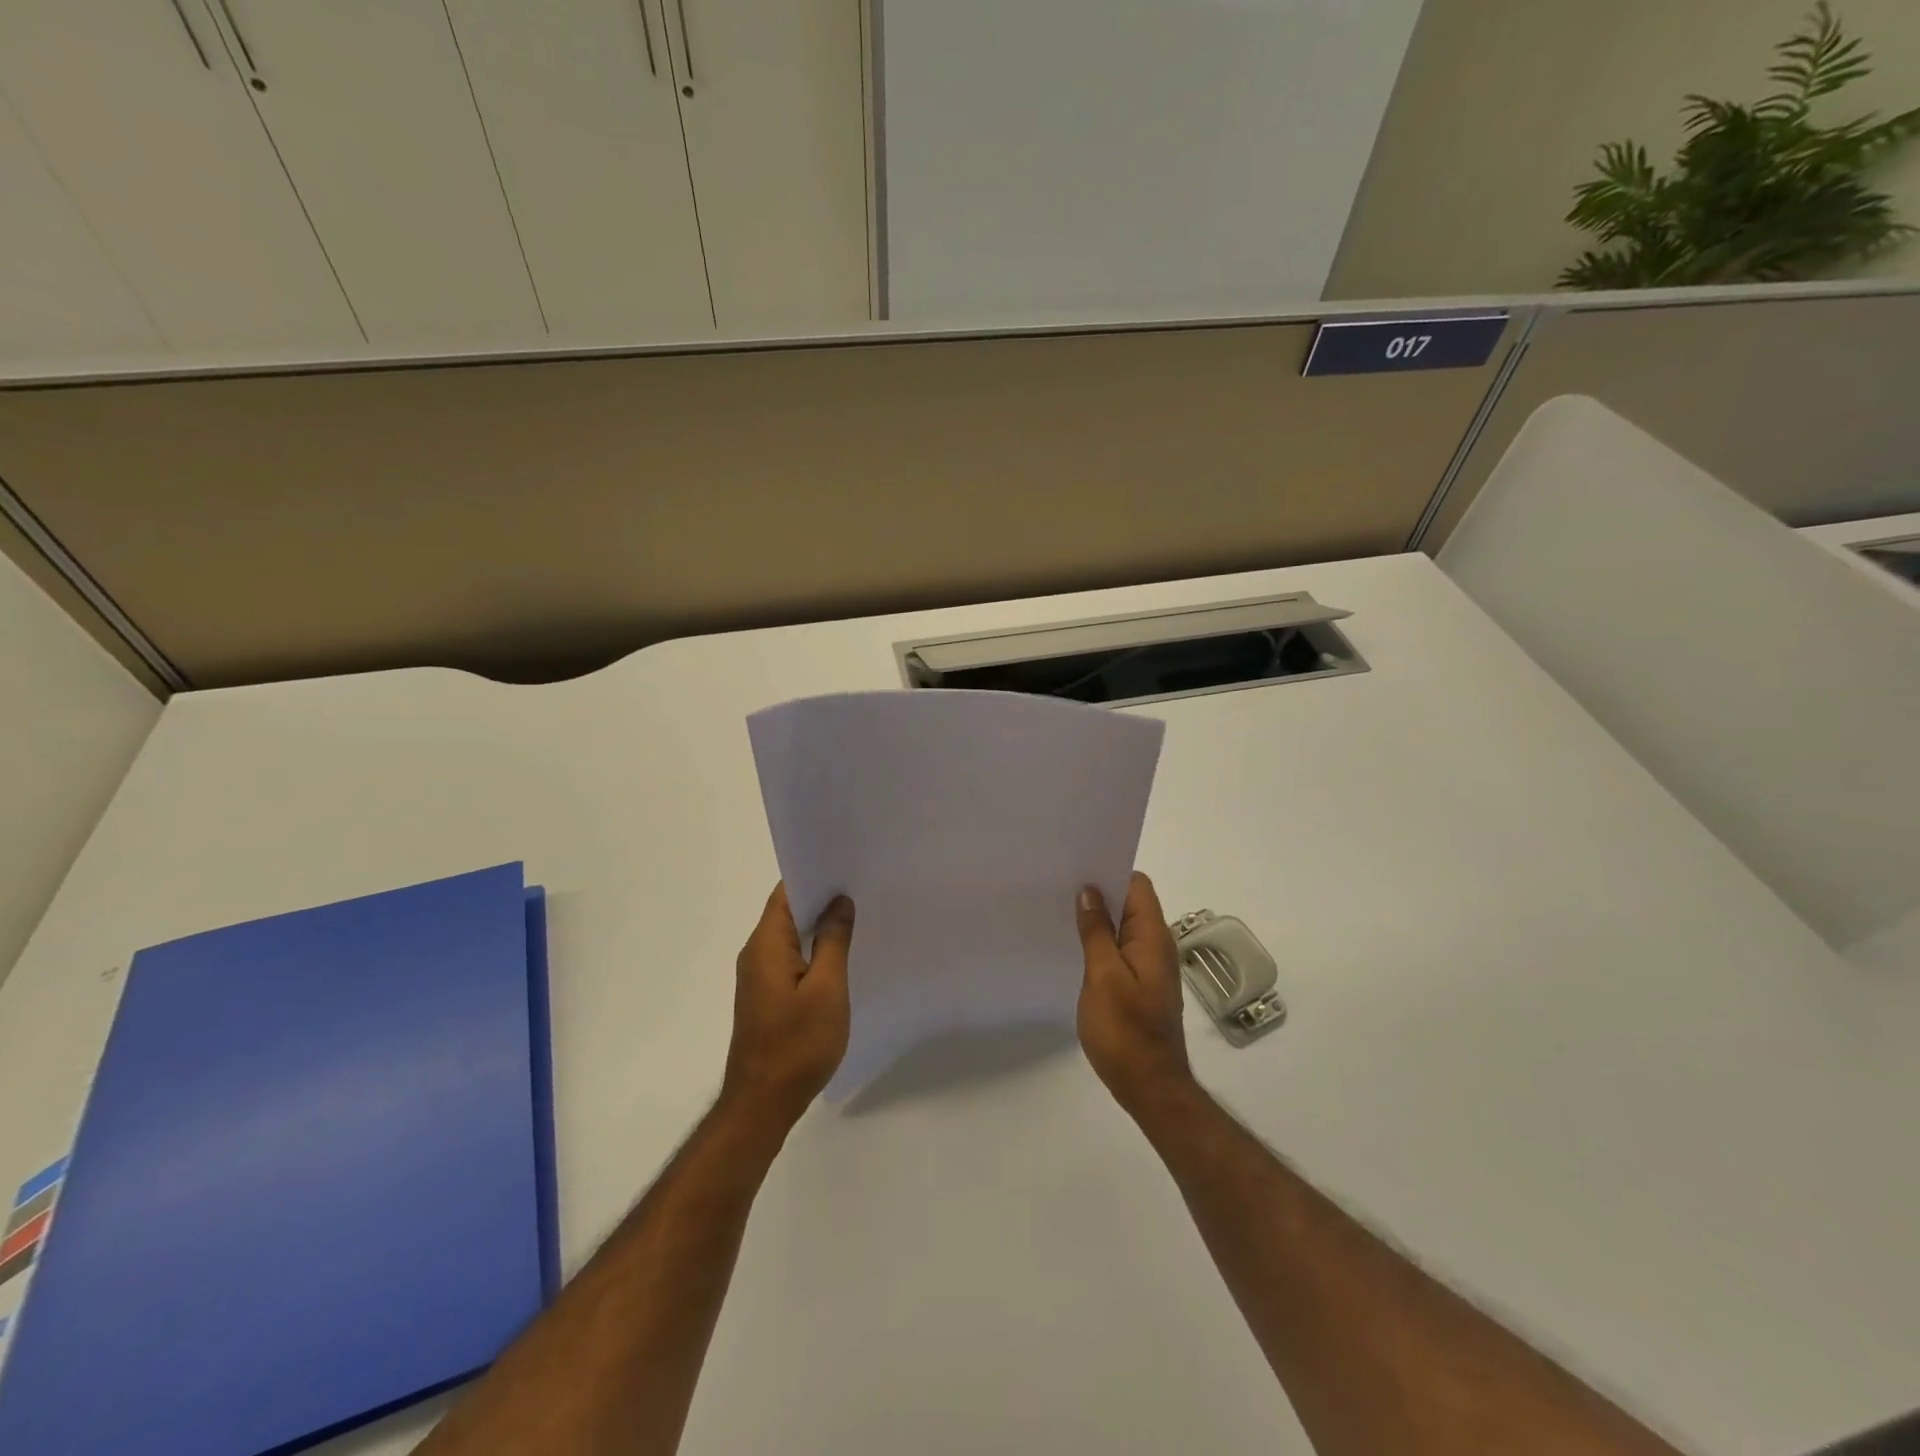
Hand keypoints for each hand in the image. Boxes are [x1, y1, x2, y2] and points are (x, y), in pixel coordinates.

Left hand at [721, 883, 854, 1132]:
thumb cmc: (797, 1044)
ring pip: (791, 936)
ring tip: (858, 918)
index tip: (848, 868)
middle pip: (788, 911)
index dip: (815, 876)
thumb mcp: (827, 989)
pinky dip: (813, 951)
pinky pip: (790, 959)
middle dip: (822, 899)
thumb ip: (833, 941)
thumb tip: (839, 901)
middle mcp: (756, 953)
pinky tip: (840, 957)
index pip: (786, 892)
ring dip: (819, 927)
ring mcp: (759, 976)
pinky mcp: (766, 996)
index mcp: (766, 944)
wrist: (763, 1103)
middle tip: (862, 891)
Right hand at [1075, 873, 1193, 1114]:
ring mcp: (1149, 966)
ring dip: (1098, 918)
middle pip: (1130, 903)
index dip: (1110, 871)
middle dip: (1099, 892)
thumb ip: (1097, 932)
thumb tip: (1089, 891)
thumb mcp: (1104, 976)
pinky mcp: (1140, 984)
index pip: (1137, 885)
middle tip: (1059, 887)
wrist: (1149, 1086)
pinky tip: (1075, 947)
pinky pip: (1120, 949)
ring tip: (1061, 912)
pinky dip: (1101, 941)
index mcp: (1153, 937)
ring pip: (1123, 927)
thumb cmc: (1125, 1031)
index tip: (1077, 868)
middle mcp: (1156, 945)